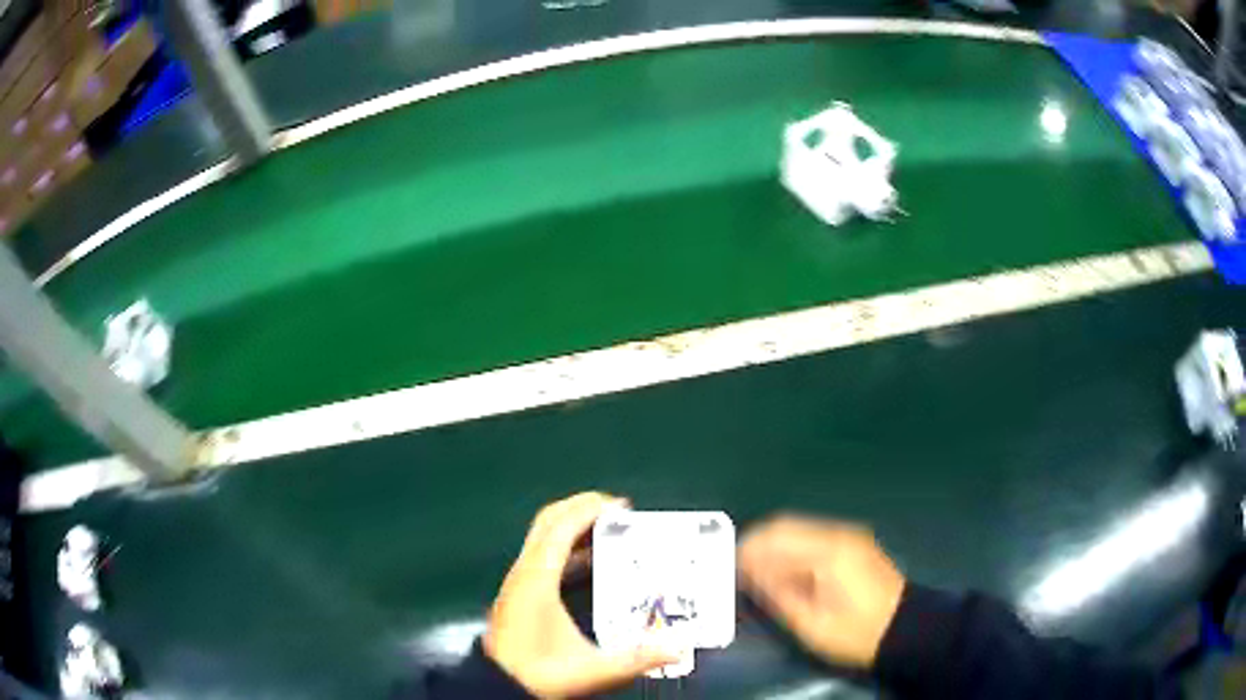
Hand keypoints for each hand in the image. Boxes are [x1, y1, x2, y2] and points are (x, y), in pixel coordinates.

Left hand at [483, 492, 676, 698]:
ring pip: (542, 537)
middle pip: (547, 522)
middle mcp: (523, 573)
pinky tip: (587, 563)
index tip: (622, 506)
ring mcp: (517, 581)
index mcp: (537, 580)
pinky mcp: (517, 593)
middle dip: (581, 508)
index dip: (589, 510)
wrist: (496, 686)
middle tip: (617, 511)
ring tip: (608, 531)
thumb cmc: (541, 674)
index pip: (561, 528)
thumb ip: (637, 660)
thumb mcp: (592, 671)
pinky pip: (541, 554)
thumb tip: (678, 648)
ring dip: (572, 526)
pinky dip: (564, 546)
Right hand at [738, 515, 905, 668]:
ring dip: (773, 546)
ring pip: (798, 528)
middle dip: (757, 544)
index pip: (776, 536)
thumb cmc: (857, 632)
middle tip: (735, 570)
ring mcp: (849, 536)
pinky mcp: (853, 544)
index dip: (746, 550)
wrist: (905, 628)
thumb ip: (779, 595)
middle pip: (786, 525)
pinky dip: (791, 549)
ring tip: (755, 574)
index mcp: (828, 551)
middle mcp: (839, 533)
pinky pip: (812, 536)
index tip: (726, 568)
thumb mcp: (812, 624)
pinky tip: (784, 572)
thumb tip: (750, 573)